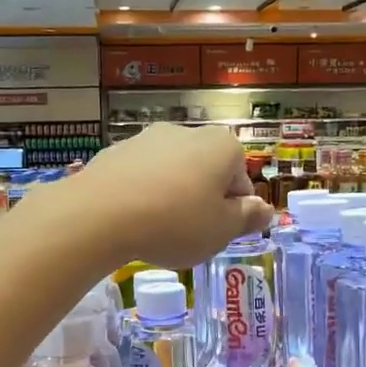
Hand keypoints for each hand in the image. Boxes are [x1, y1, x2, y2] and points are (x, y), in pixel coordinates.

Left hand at [35, 123, 269, 269]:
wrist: (99, 214)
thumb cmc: (175, 223)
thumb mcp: (222, 231)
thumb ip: (248, 218)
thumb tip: (266, 209)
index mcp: (223, 146)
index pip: (241, 181)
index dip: (233, 211)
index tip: (217, 233)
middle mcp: (187, 132)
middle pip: (207, 172)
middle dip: (202, 200)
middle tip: (190, 234)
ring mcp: (148, 138)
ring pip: (172, 172)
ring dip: (171, 196)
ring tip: (157, 229)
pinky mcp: (116, 151)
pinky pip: (140, 177)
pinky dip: (142, 194)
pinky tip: (131, 220)